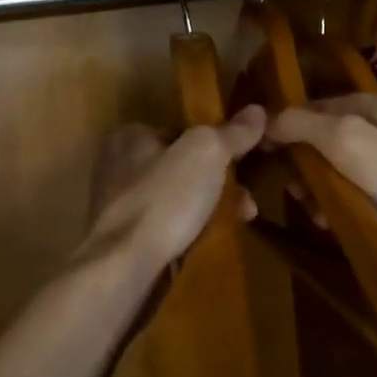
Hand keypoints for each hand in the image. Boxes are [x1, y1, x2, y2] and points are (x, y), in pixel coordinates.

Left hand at [78, 105, 265, 274]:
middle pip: (182, 165)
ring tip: (241, 220)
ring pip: (178, 197)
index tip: (245, 159)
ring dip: (211, 207)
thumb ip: (232, 132)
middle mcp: (118, 165)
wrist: (125, 266)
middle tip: (248, 200)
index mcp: (130, 135)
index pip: (183, 130)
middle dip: (220, 180)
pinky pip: (167, 225)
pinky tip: (211, 239)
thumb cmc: (164, 199)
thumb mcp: (206, 154)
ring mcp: (119, 204)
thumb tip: (257, 111)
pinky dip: (191, 229)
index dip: (217, 142)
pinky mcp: (125, 238)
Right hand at [266, 93, 376, 265]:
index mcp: (367, 103)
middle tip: (295, 193)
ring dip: (320, 189)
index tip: (262, 158)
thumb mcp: (345, 139)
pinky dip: (342, 203)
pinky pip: (357, 190)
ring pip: (337, 168)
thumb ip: (301, 124)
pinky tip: (336, 222)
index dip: (282, 129)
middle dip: (302, 166)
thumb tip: (264, 120)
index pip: (308, 107)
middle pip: (321, 139)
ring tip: (316, 215)